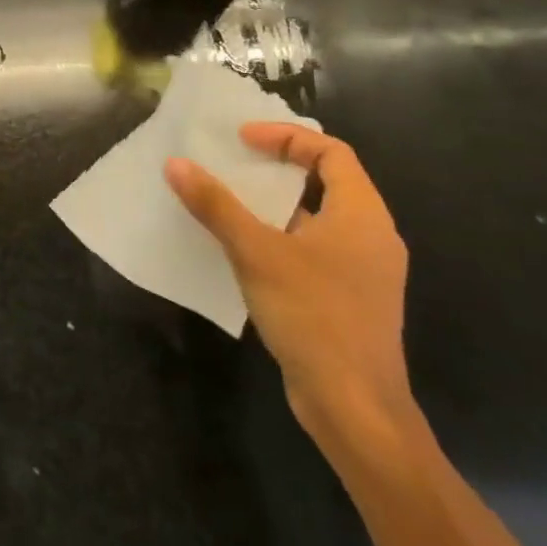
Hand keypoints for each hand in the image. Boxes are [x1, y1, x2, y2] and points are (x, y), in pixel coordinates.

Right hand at [165, 123, 414, 453]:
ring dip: (273, 204)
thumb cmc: (314, 316)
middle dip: (277, 166)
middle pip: (326, 181)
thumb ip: (216, 205)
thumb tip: (176, 164)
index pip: (332, 153)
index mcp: (362, 215)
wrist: (355, 408)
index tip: (242, 140)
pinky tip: (242, 249)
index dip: (287, 137)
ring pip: (316, 218)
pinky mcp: (347, 299)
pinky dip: (279, 236)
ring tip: (227, 199)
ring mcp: (362, 271)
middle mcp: (370, 236)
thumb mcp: (256, 252)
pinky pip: (312, 249)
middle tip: (231, 161)